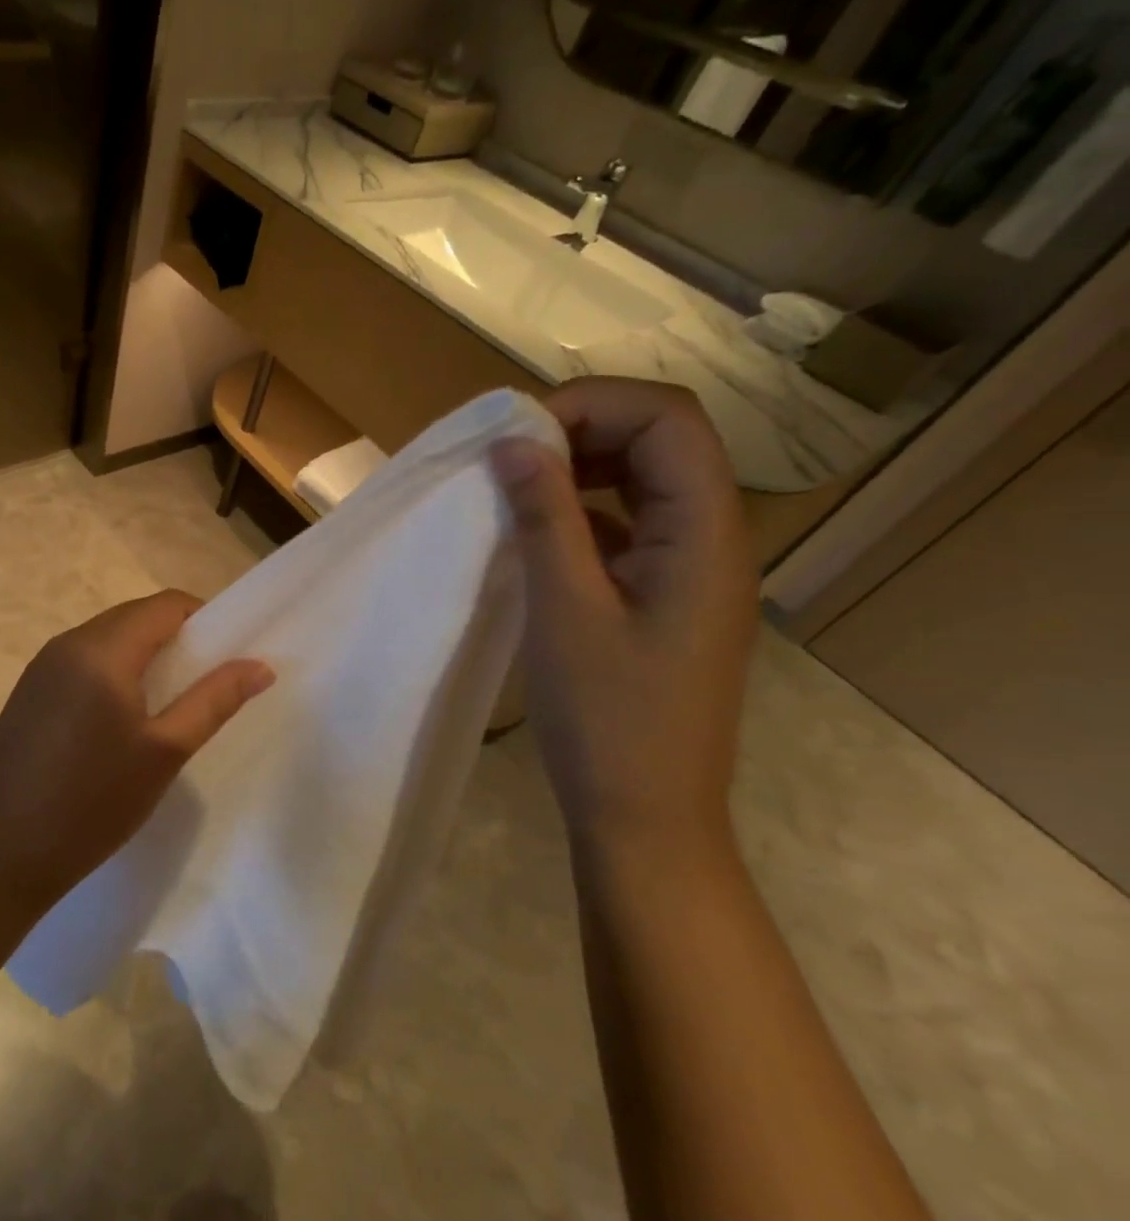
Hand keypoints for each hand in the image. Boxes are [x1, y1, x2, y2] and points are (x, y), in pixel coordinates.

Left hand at [0, 590, 273, 913]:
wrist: (0, 854)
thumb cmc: (93, 803)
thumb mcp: (165, 752)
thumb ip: (214, 700)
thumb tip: (260, 665)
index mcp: (102, 649)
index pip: (165, 605)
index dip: (204, 620)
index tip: (228, 655)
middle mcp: (67, 643)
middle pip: (134, 617)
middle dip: (175, 639)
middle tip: (202, 685)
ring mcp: (41, 667)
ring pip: (107, 638)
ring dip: (143, 656)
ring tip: (166, 705)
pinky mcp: (27, 692)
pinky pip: (81, 661)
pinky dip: (112, 672)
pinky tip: (118, 720)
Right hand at [491, 379, 756, 861]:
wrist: (644, 815)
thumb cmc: (608, 718)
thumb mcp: (565, 610)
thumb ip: (546, 517)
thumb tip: (515, 441)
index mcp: (706, 535)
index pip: (669, 419)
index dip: (594, 405)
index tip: (519, 436)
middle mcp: (712, 538)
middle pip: (661, 440)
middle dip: (582, 429)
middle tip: (509, 456)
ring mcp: (689, 568)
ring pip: (643, 480)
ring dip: (579, 468)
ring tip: (514, 486)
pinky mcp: (662, 595)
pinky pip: (627, 524)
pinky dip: (580, 510)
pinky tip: (534, 531)